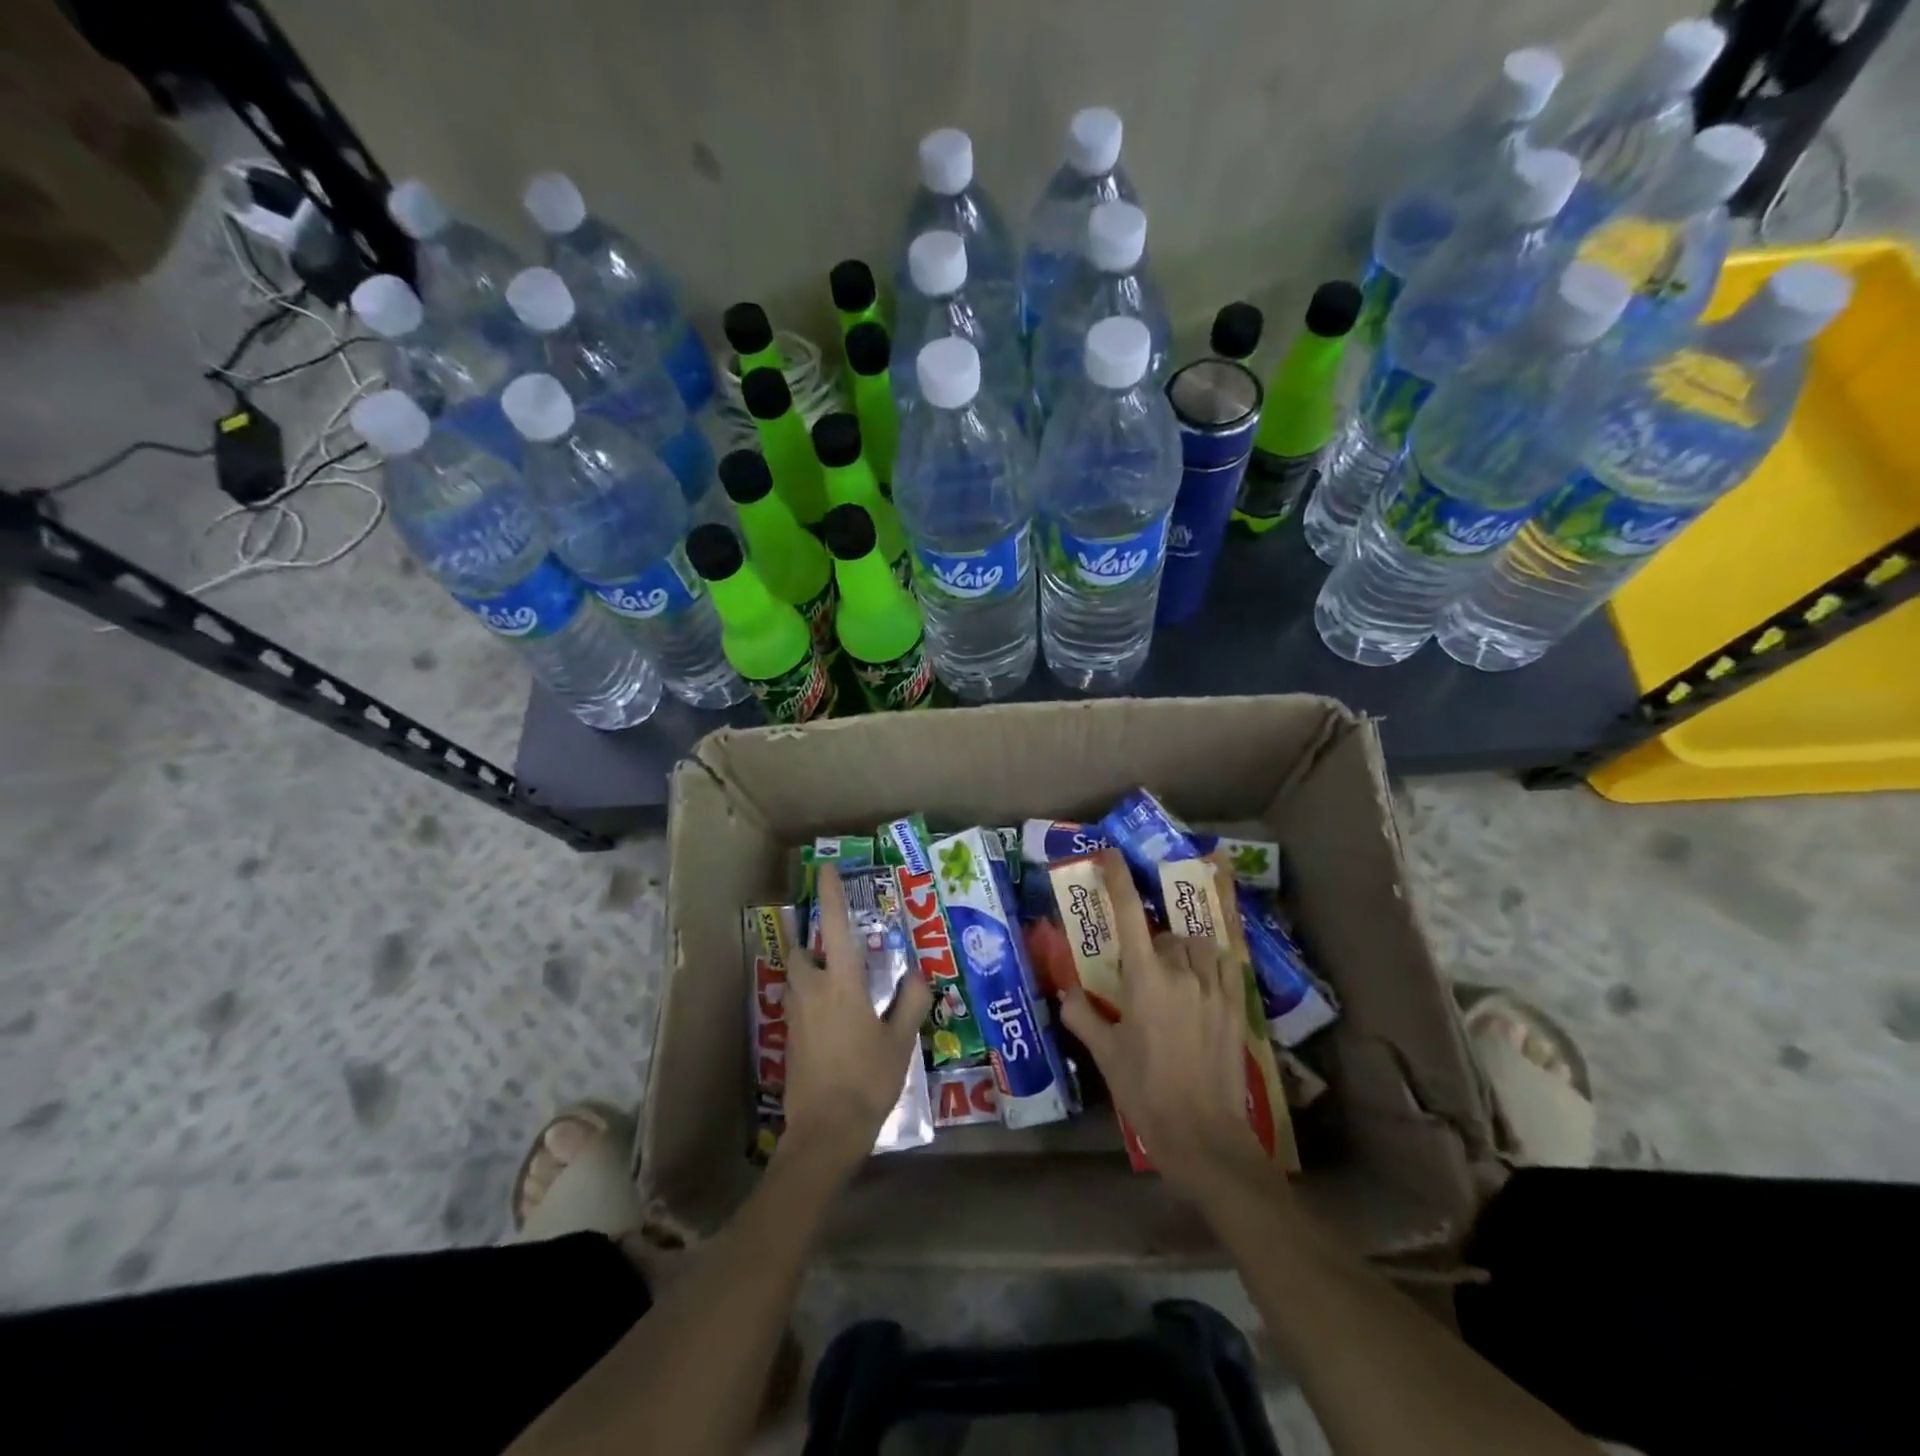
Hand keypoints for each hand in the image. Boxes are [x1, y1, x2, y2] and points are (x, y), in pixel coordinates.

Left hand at [777, 864, 933, 1183]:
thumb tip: (918, 973)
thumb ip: (911, 1000)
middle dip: (816, 946)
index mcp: (841, 983)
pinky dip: (811, 1000)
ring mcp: (795, 1016)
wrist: (825, 1132)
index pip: (837, 927)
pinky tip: (833, 1023)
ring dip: (811, 973)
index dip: (831, 895)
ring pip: (796, 979)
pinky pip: (797, 1004)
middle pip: (803, 952)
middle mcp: (812, 991)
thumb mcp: (900, 1040)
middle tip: (842, 956)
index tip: (824, 869)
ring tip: (839, 989)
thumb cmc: (867, 1079)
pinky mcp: (788, 1039)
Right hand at [1058, 849, 1270, 1204]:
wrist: (1203, 1134)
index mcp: (1146, 980)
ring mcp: (1214, 989)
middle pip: (1165, 935)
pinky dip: (1212, 962)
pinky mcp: (1236, 1007)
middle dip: (1150, 944)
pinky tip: (1204, 977)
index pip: (1130, 916)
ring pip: (1198, 946)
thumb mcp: (1106, 1054)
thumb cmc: (1145, 1092)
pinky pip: (1227, 966)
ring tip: (1172, 975)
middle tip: (1138, 972)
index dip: (1118, 880)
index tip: (1110, 855)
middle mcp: (1182, 973)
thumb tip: (1066, 994)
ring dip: (1182, 951)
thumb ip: (1083, 1016)